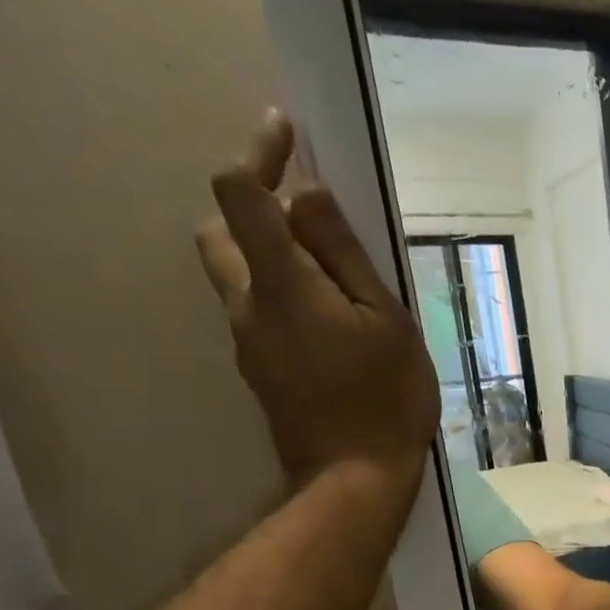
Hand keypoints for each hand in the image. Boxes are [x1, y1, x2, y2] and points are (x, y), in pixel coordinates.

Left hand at [196, 111, 438, 503]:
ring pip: (238, 273)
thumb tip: (310, 196)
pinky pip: (258, 311)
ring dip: (270, 256)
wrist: (354, 477)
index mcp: (281, 284)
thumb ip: (345, 256)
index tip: (283, 131)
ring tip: (331, 279)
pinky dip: (283, 296)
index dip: (257, 153)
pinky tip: (332, 327)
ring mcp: (247, 340)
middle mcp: (248, 303)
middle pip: (223, 230)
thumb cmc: (386, 398)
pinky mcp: (258, 368)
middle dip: (256, 208)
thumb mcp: (387, 321)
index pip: (241, 194)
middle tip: (312, 221)